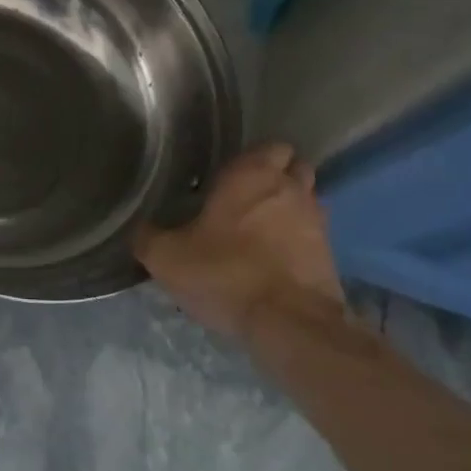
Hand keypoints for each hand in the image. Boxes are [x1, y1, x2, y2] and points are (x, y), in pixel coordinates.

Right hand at [135, 143, 342, 337]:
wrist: (289, 324)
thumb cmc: (225, 274)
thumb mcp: (167, 257)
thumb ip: (148, 236)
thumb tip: (140, 228)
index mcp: (252, 174)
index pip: (269, 145)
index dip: (253, 157)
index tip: (228, 176)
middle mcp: (290, 188)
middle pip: (294, 167)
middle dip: (277, 177)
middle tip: (245, 198)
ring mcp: (317, 221)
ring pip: (307, 200)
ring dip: (289, 208)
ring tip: (260, 230)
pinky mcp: (330, 255)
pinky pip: (312, 235)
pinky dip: (298, 240)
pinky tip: (275, 259)